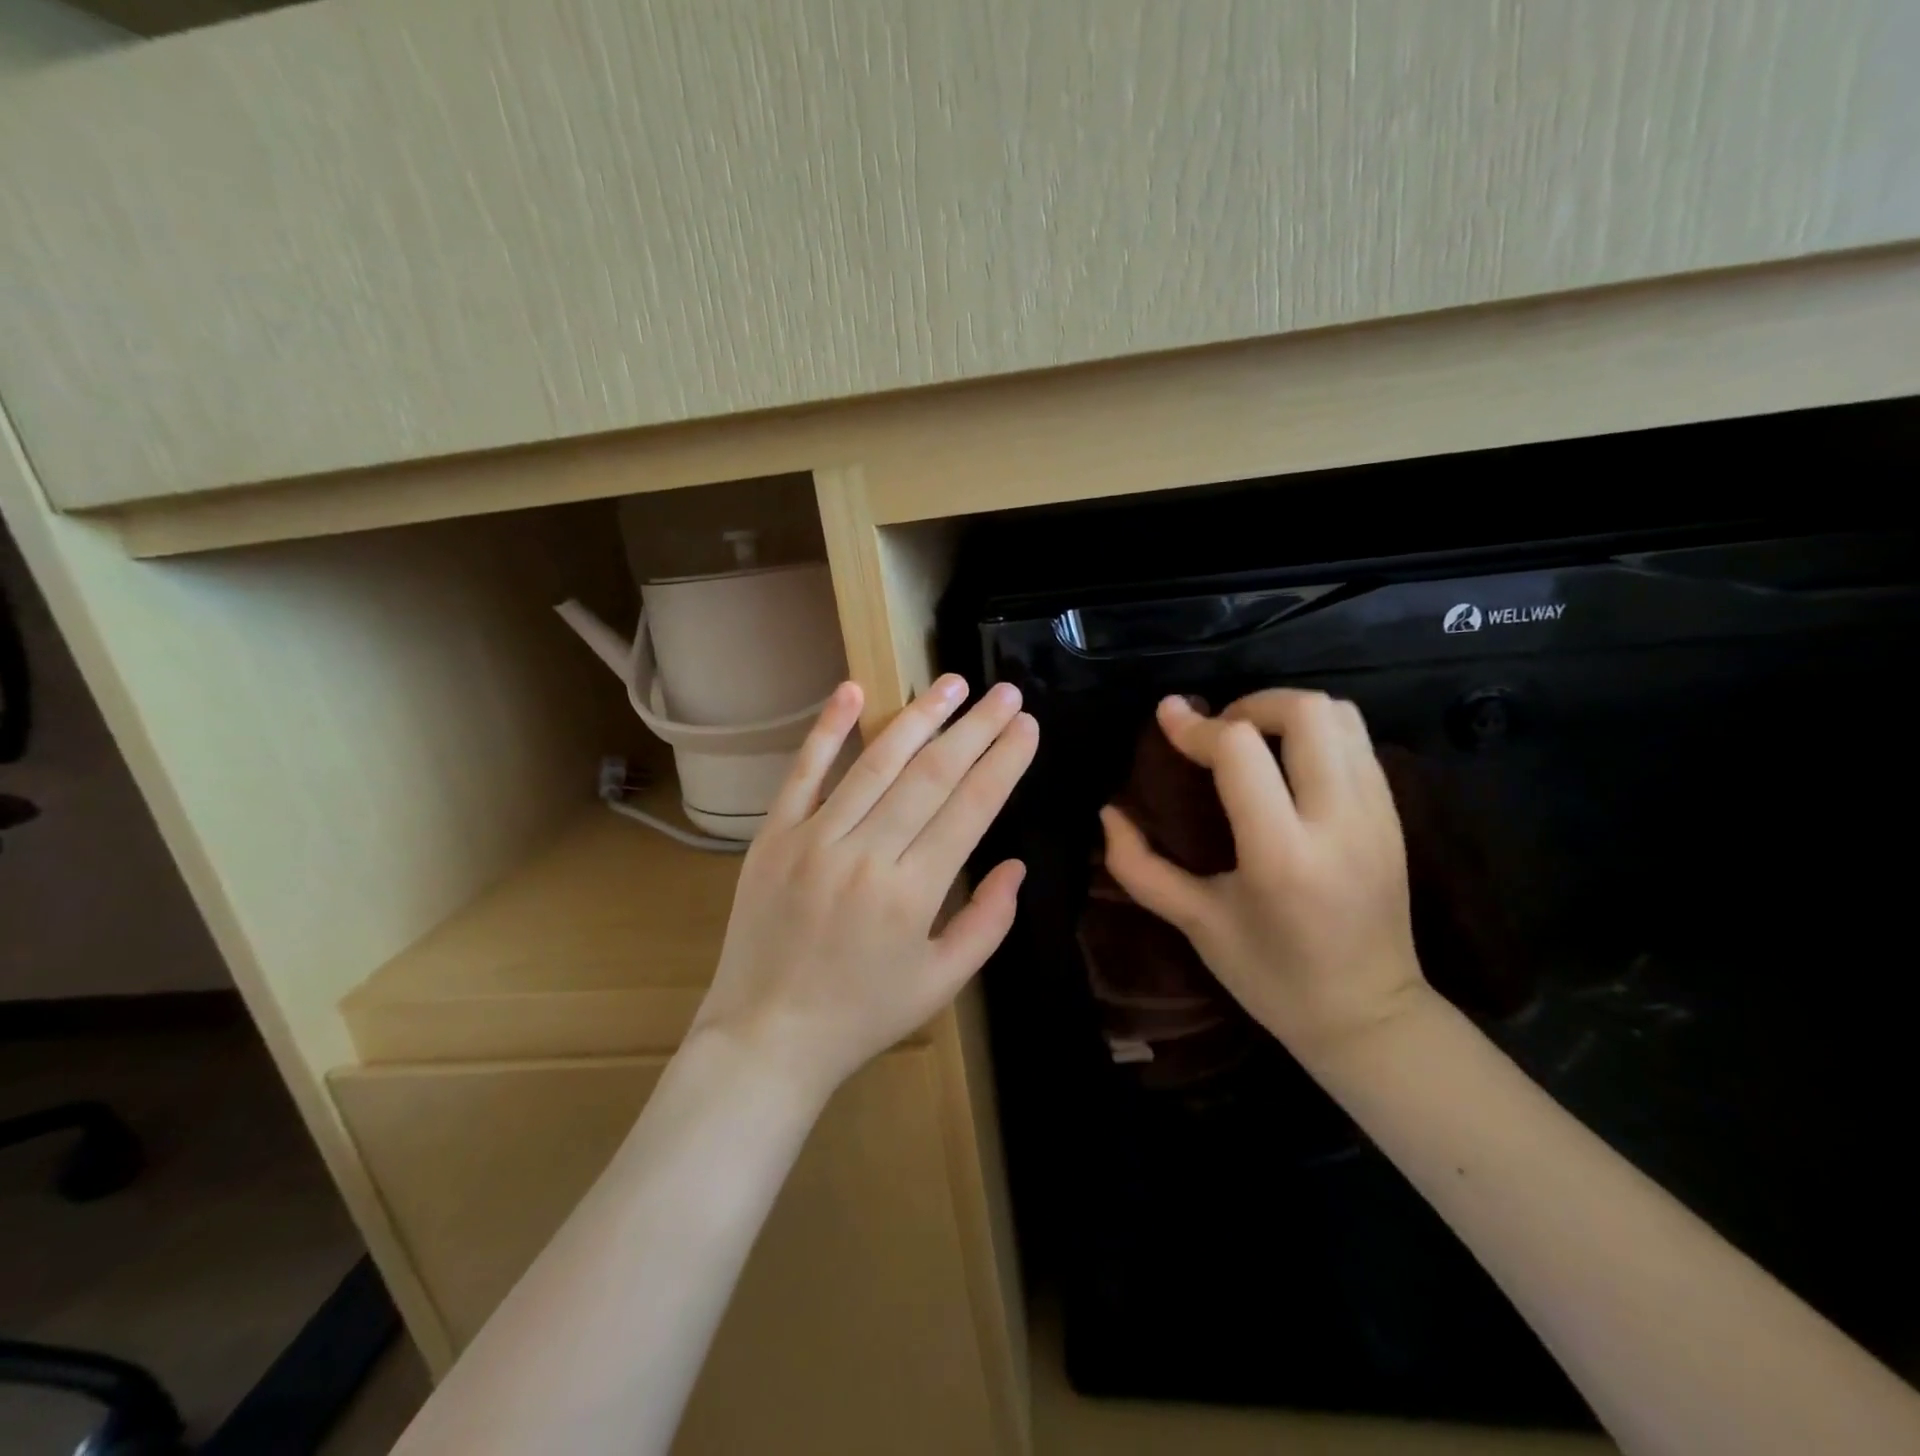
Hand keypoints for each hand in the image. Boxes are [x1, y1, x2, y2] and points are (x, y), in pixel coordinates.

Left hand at [692, 675, 1037, 1100]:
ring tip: (952, 683)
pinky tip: (853, 690)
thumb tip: (1017, 865)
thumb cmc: (862, 1015)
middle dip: (975, 729)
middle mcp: (865, 855)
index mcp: (912, 894)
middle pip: (931, 776)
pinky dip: (827, 729)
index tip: (1027, 726)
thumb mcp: (941, 983)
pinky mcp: (773, 836)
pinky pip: (802, 773)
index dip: (1003, 762)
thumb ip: (988, 923)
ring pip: (875, 764)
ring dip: (918, 717)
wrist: (766, 1036)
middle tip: (1005, 692)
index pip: (970, 809)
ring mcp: (813, 840)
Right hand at [1100, 690, 1428, 1060]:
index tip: (1167, 718)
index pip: (1240, 751)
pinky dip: (1317, 732)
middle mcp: (1338, 821)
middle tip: (1218, 731)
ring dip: (1287, 711)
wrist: (1370, 1018)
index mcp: (1281, 854)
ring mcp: (1377, 814)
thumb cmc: (1272, 978)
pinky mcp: (1395, 815)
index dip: (1196, 726)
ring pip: (1341, 716)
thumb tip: (1108, 813)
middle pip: (1305, 712)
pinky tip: (1287, 764)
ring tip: (1253, 740)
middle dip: (1251, 703)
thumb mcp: (1196, 924)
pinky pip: (1359, 742)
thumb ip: (1141, 867)